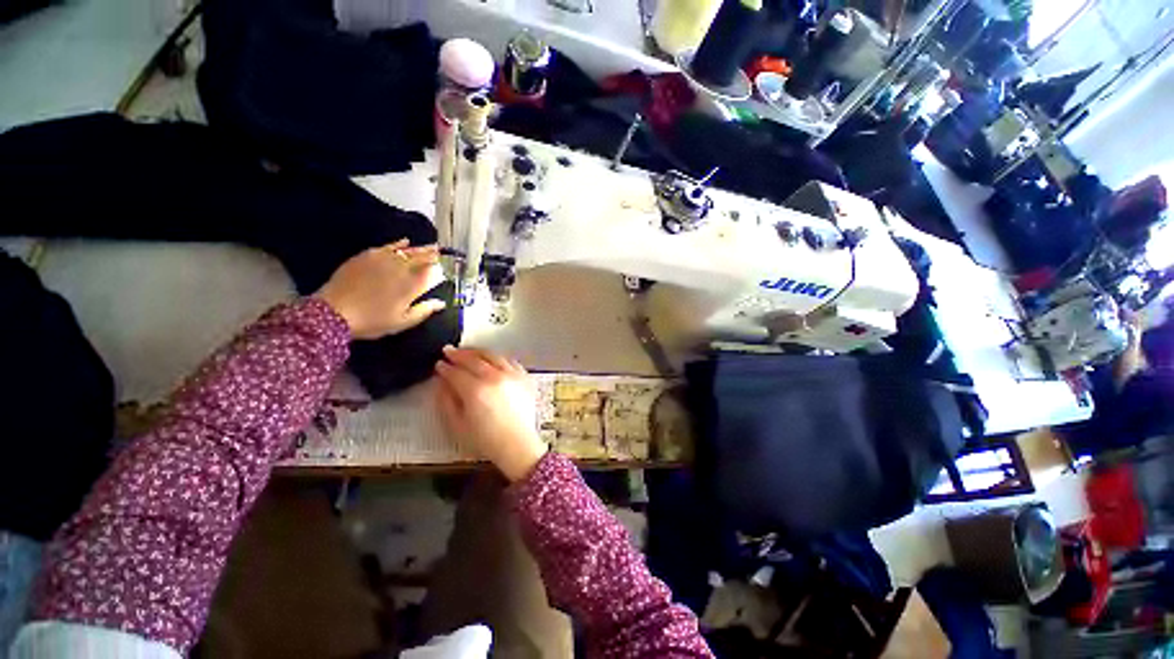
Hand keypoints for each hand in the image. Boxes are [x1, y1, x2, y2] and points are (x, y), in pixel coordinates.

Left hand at [314, 240, 445, 339]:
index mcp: (411, 286)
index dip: (441, 267)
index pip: (431, 272)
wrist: (334, 313)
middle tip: (442, 251)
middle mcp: (400, 269)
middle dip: (433, 255)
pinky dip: (398, 243)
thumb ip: (424, 311)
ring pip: (407, 251)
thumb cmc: (372, 321)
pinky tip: (405, 241)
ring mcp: (383, 260)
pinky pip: (387, 246)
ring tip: (431, 246)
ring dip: (420, 248)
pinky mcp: (367, 256)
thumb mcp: (402, 322)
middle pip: (421, 258)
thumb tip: (441, 303)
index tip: (448, 264)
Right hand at [434, 346, 547, 481]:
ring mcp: (512, 375)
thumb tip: (442, 383)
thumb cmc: (485, 439)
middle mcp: (495, 377)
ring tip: (468, 352)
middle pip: (474, 359)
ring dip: (478, 352)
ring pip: (493, 356)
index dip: (445, 367)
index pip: (456, 372)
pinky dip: (498, 357)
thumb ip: (447, 401)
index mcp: (476, 390)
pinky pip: (510, 361)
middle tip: (449, 351)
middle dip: (458, 354)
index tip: (439, 364)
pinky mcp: (524, 377)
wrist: (517, 444)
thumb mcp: (457, 425)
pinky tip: (492, 359)